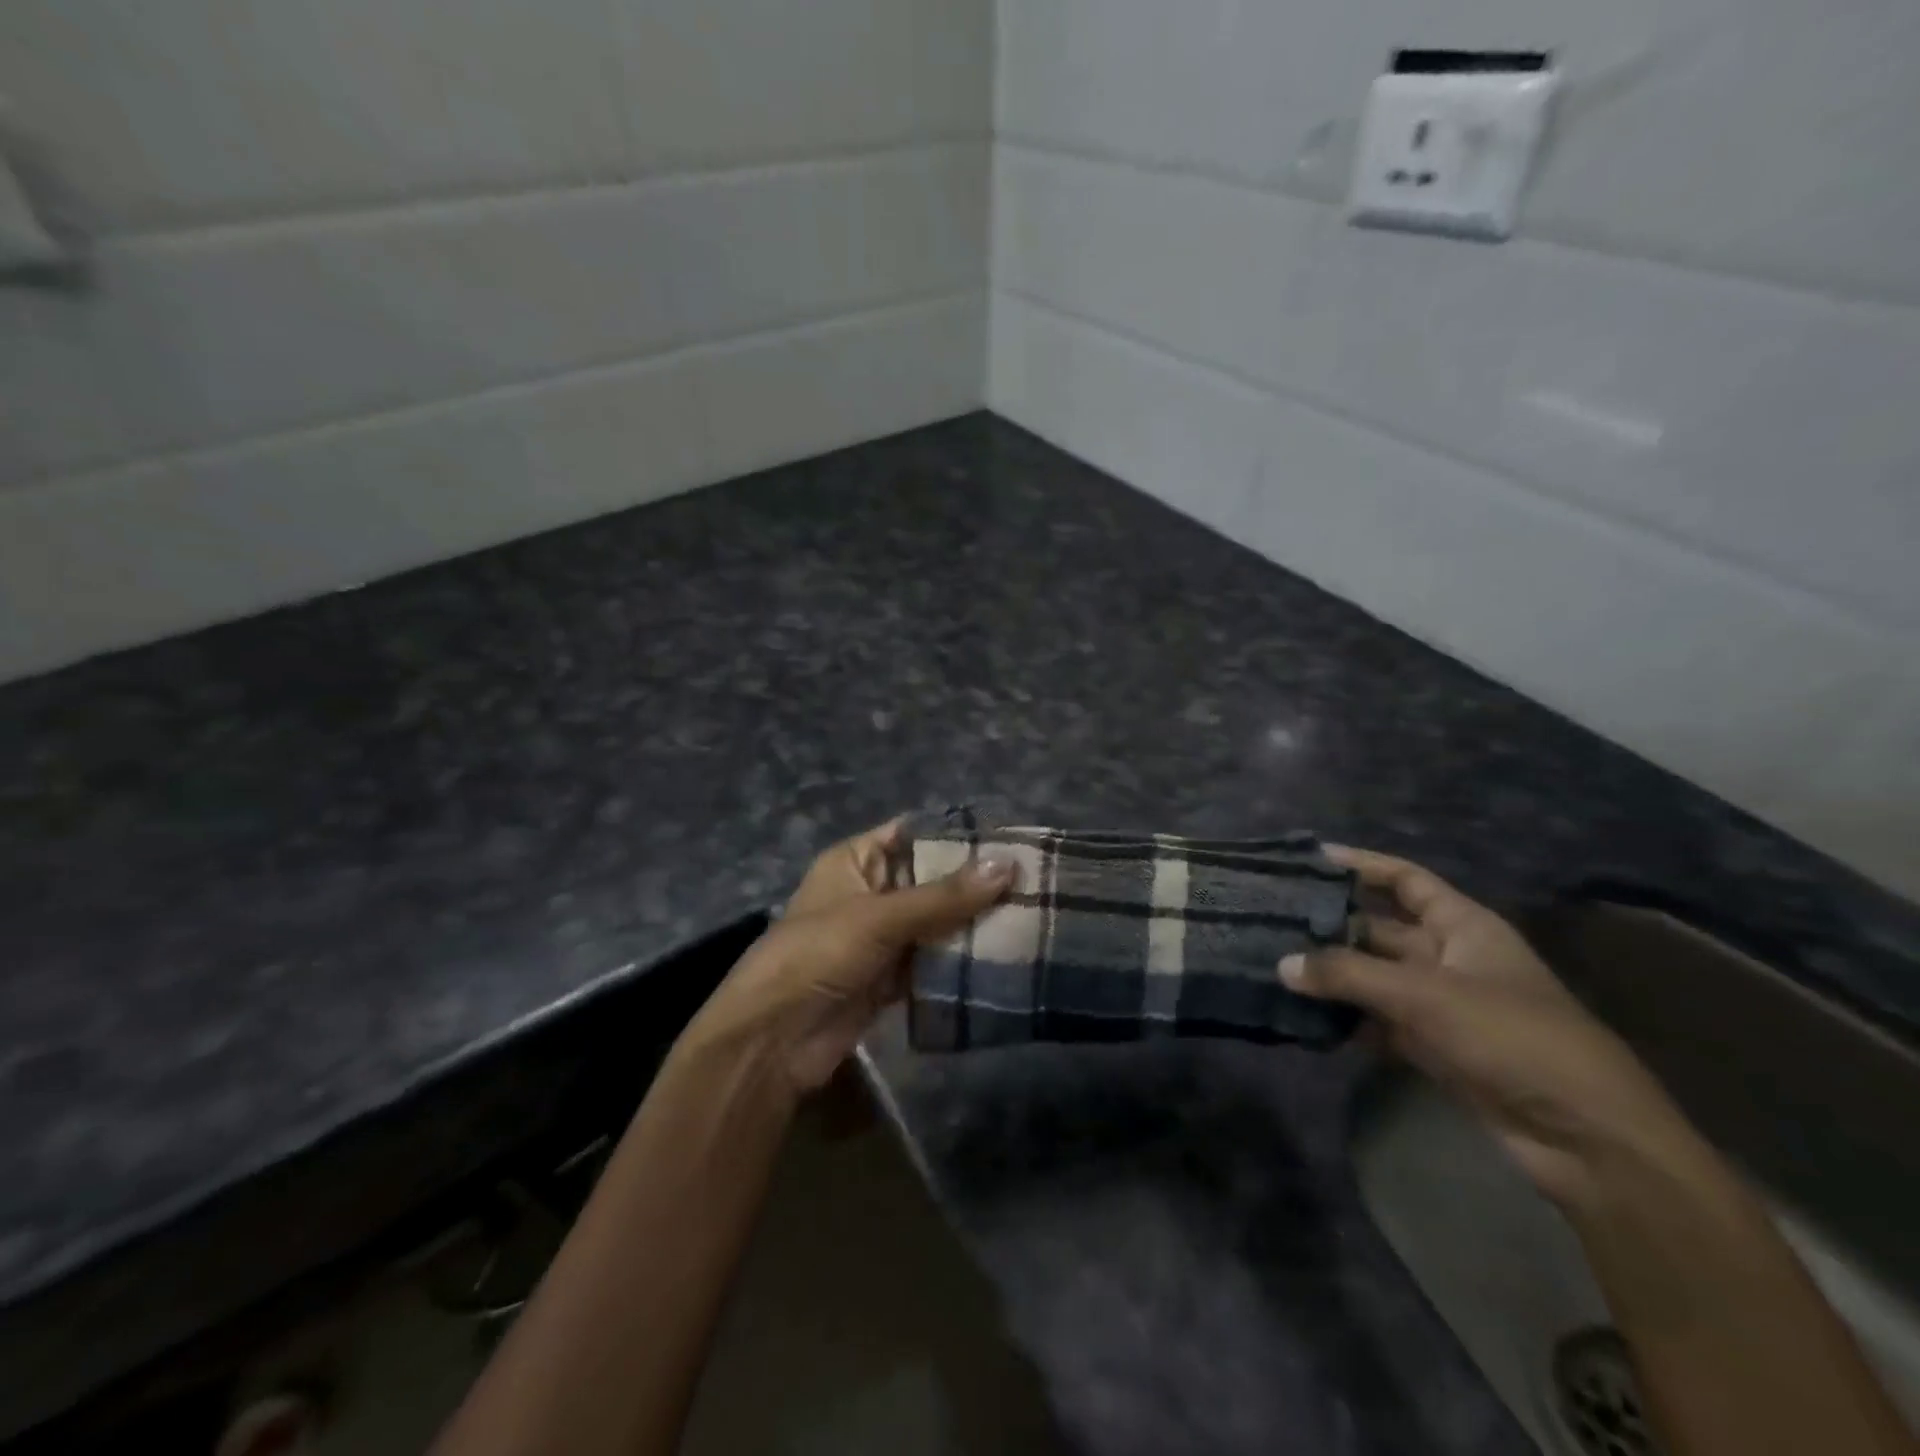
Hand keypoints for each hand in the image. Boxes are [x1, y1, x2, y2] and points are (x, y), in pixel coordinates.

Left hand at [685, 819, 1014, 1096]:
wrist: (773, 1041)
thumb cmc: (817, 955)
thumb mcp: (879, 917)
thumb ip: (944, 896)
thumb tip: (1008, 866)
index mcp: (856, 861)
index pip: (914, 834)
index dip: (957, 835)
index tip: (1010, 839)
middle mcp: (871, 892)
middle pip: (930, 880)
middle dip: (974, 883)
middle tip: (1033, 881)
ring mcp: (882, 937)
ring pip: (936, 922)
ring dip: (973, 923)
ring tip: (1031, 914)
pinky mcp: (891, 978)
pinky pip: (933, 961)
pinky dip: (960, 961)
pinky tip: (1004, 955)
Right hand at [1281, 847, 1692, 1207]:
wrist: (1584, 1137)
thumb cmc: (1512, 1038)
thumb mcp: (1425, 996)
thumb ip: (1349, 975)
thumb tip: (1282, 964)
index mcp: (1463, 927)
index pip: (1406, 880)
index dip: (1362, 865)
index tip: (1310, 859)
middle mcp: (1449, 957)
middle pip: (1380, 929)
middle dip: (1331, 924)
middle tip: (1272, 918)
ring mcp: (1440, 1004)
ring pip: (1373, 976)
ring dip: (1332, 974)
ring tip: (1274, 963)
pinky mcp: (1432, 1046)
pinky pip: (1377, 1020)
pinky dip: (1345, 1018)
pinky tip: (1302, 1015)